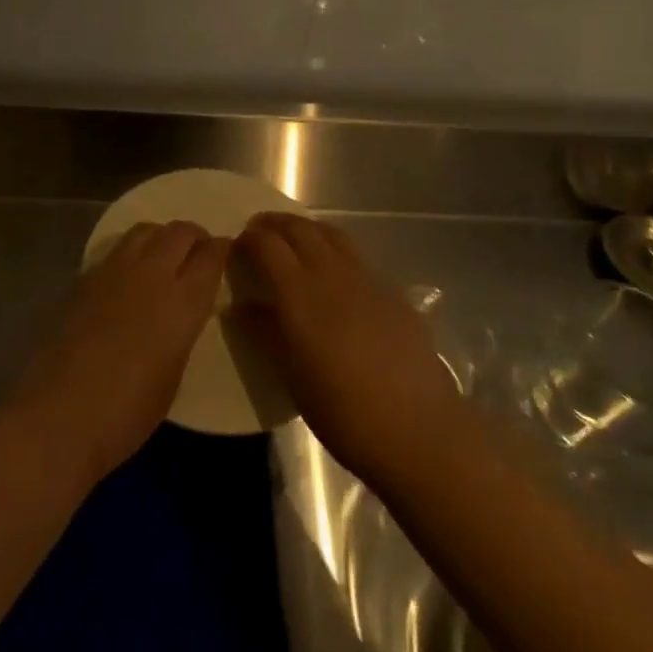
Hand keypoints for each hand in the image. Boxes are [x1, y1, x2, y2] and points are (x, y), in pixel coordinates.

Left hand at [12, 221, 227, 485]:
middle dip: (194, 236)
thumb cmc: (127, 413)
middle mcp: (152, 274)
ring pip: (146, 230)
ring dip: (161, 237)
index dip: (222, 250)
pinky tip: (128, 276)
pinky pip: (116, 249)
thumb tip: (181, 312)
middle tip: (198, 253)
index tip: (225, 254)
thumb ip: (183, 330)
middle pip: (180, 231)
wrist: (59, 416)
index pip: (212, 255)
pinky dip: (131, 252)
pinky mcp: (84, 278)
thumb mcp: (174, 373)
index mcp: (183, 301)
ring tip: (163, 257)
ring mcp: (113, 271)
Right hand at [231, 213, 459, 487]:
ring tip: (293, 240)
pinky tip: (333, 273)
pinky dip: (333, 248)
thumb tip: (239, 307)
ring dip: (305, 228)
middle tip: (258, 233)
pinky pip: (355, 255)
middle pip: (299, 228)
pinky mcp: (391, 290)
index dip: (248, 240)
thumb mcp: (291, 377)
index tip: (236, 247)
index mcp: (300, 294)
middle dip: (274, 224)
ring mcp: (366, 278)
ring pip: (331, 233)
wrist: (416, 427)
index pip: (267, 245)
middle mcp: (331, 274)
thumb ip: (264, 333)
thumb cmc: (342, 411)